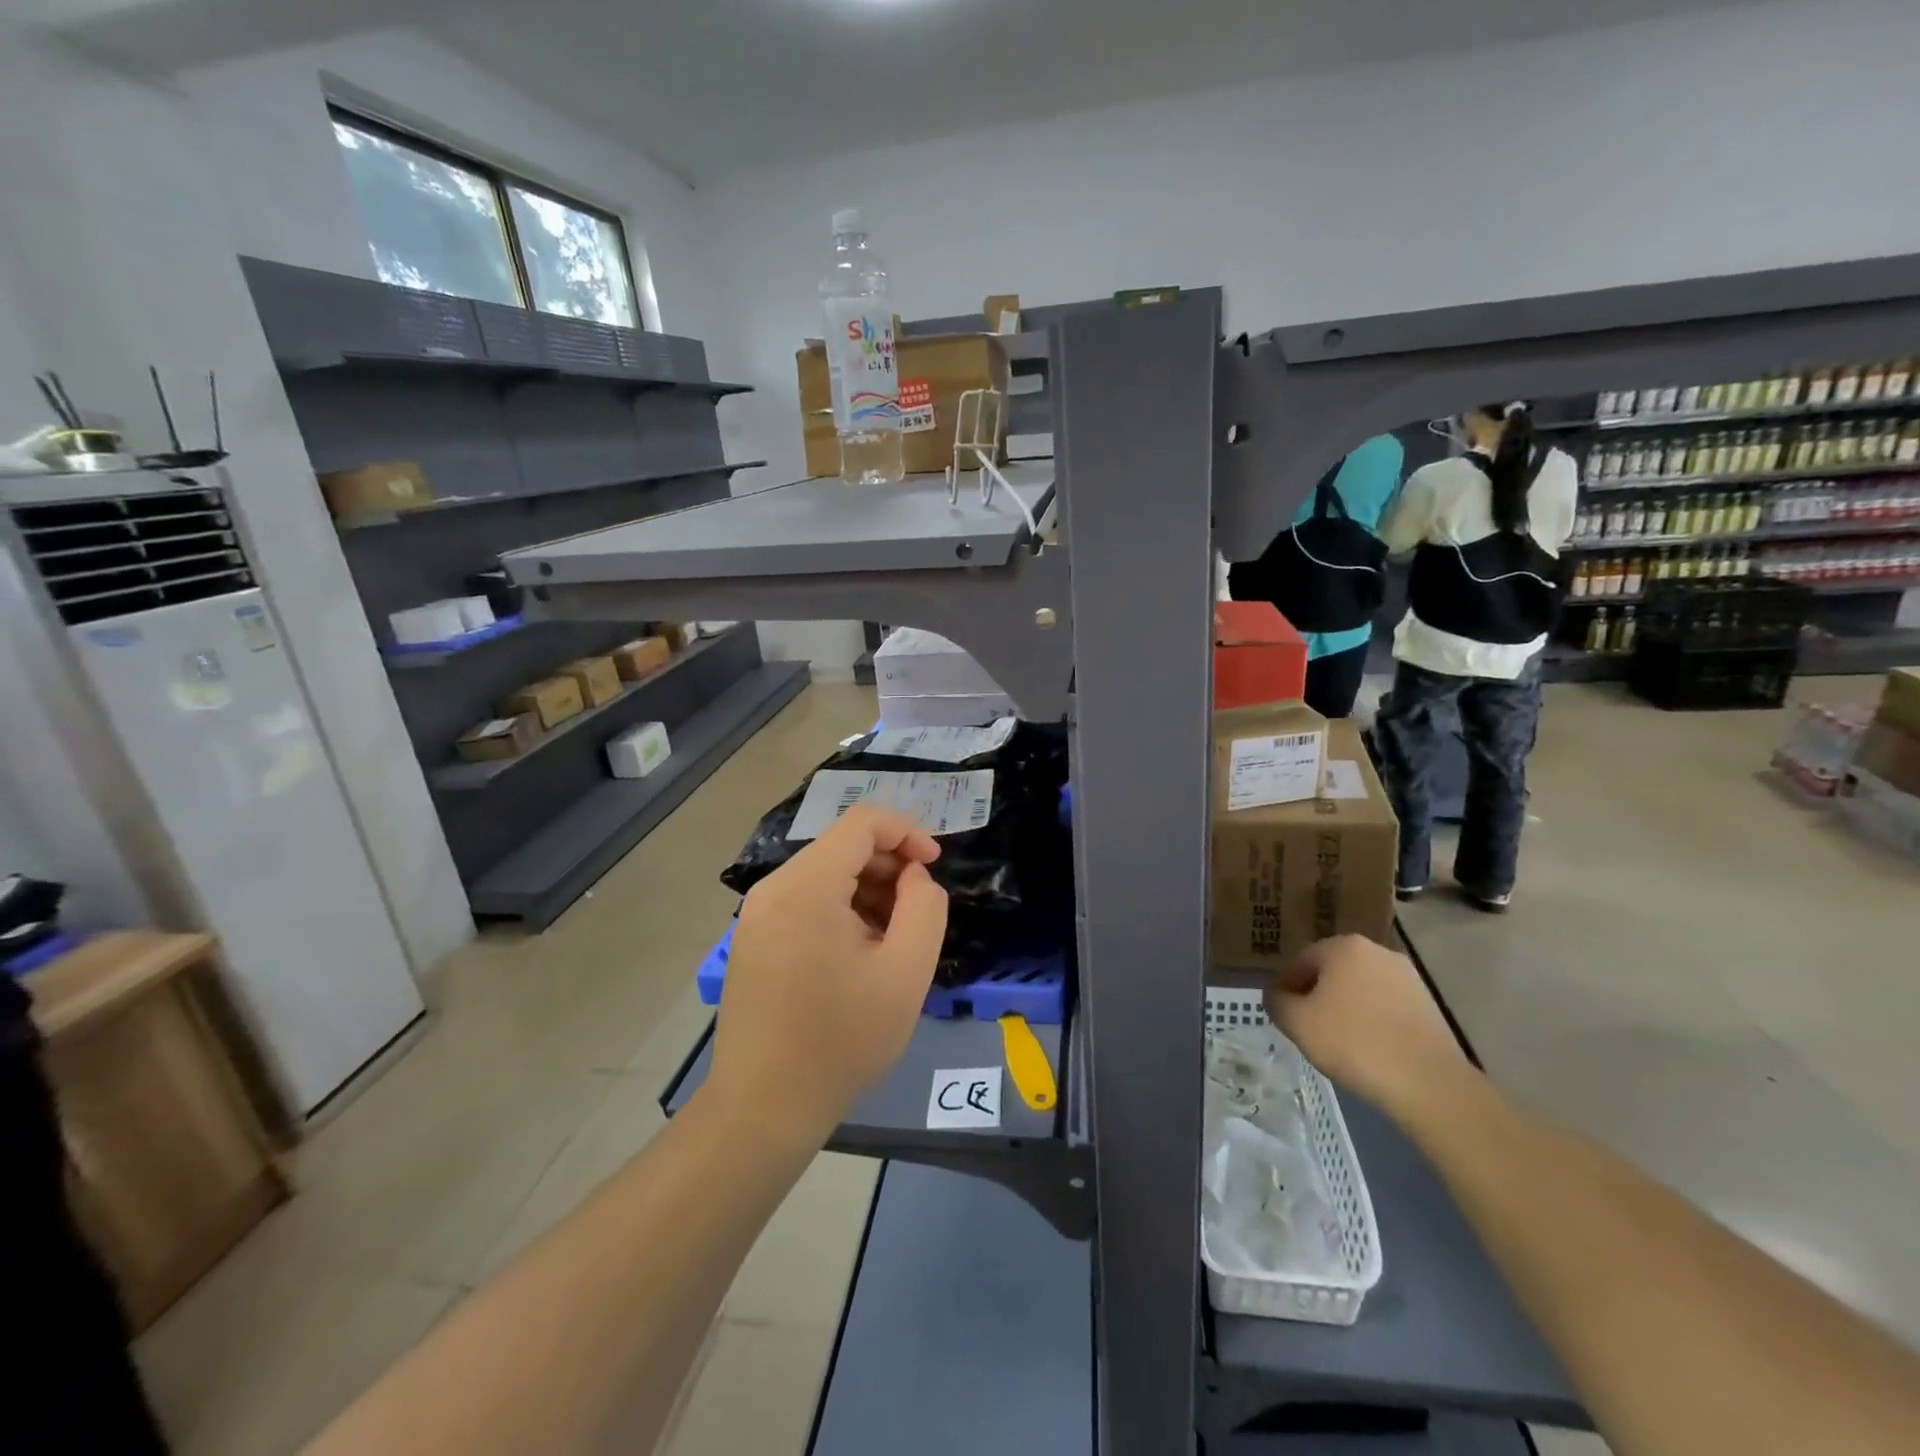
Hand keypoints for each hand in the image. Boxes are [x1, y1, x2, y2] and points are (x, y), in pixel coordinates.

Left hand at [706, 807, 948, 1146]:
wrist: (764, 1108)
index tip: (934, 867)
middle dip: (888, 867)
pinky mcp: (752, 938)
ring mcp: (756, 914)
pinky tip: (858, 955)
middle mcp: (773, 888)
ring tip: (890, 941)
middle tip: (916, 915)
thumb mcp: (906, 972)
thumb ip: (925, 907)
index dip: (907, 833)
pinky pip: (805, 900)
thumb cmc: (841, 1041)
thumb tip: (913, 877)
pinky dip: (840, 909)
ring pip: (825, 874)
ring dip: (867, 891)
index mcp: (806, 887)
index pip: (862, 823)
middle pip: (842, 846)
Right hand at [1264, 935, 1469, 1115]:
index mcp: (1342, 947)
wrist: (1428, 1082)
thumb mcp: (1297, 1022)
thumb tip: (1277, 995)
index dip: (1285, 987)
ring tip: (1337, 1040)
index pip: (1300, 961)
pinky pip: (1385, 1006)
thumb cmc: (1353, 1043)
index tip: (1280, 1013)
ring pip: (1360, 988)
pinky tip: (1367, 1047)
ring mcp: (1407, 977)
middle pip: (1332, 972)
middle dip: (1316, 995)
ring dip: (1345, 1007)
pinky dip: (1371, 1020)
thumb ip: (1277, 1001)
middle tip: (1306, 1026)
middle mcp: (1376, 951)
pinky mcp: (1428, 1004)